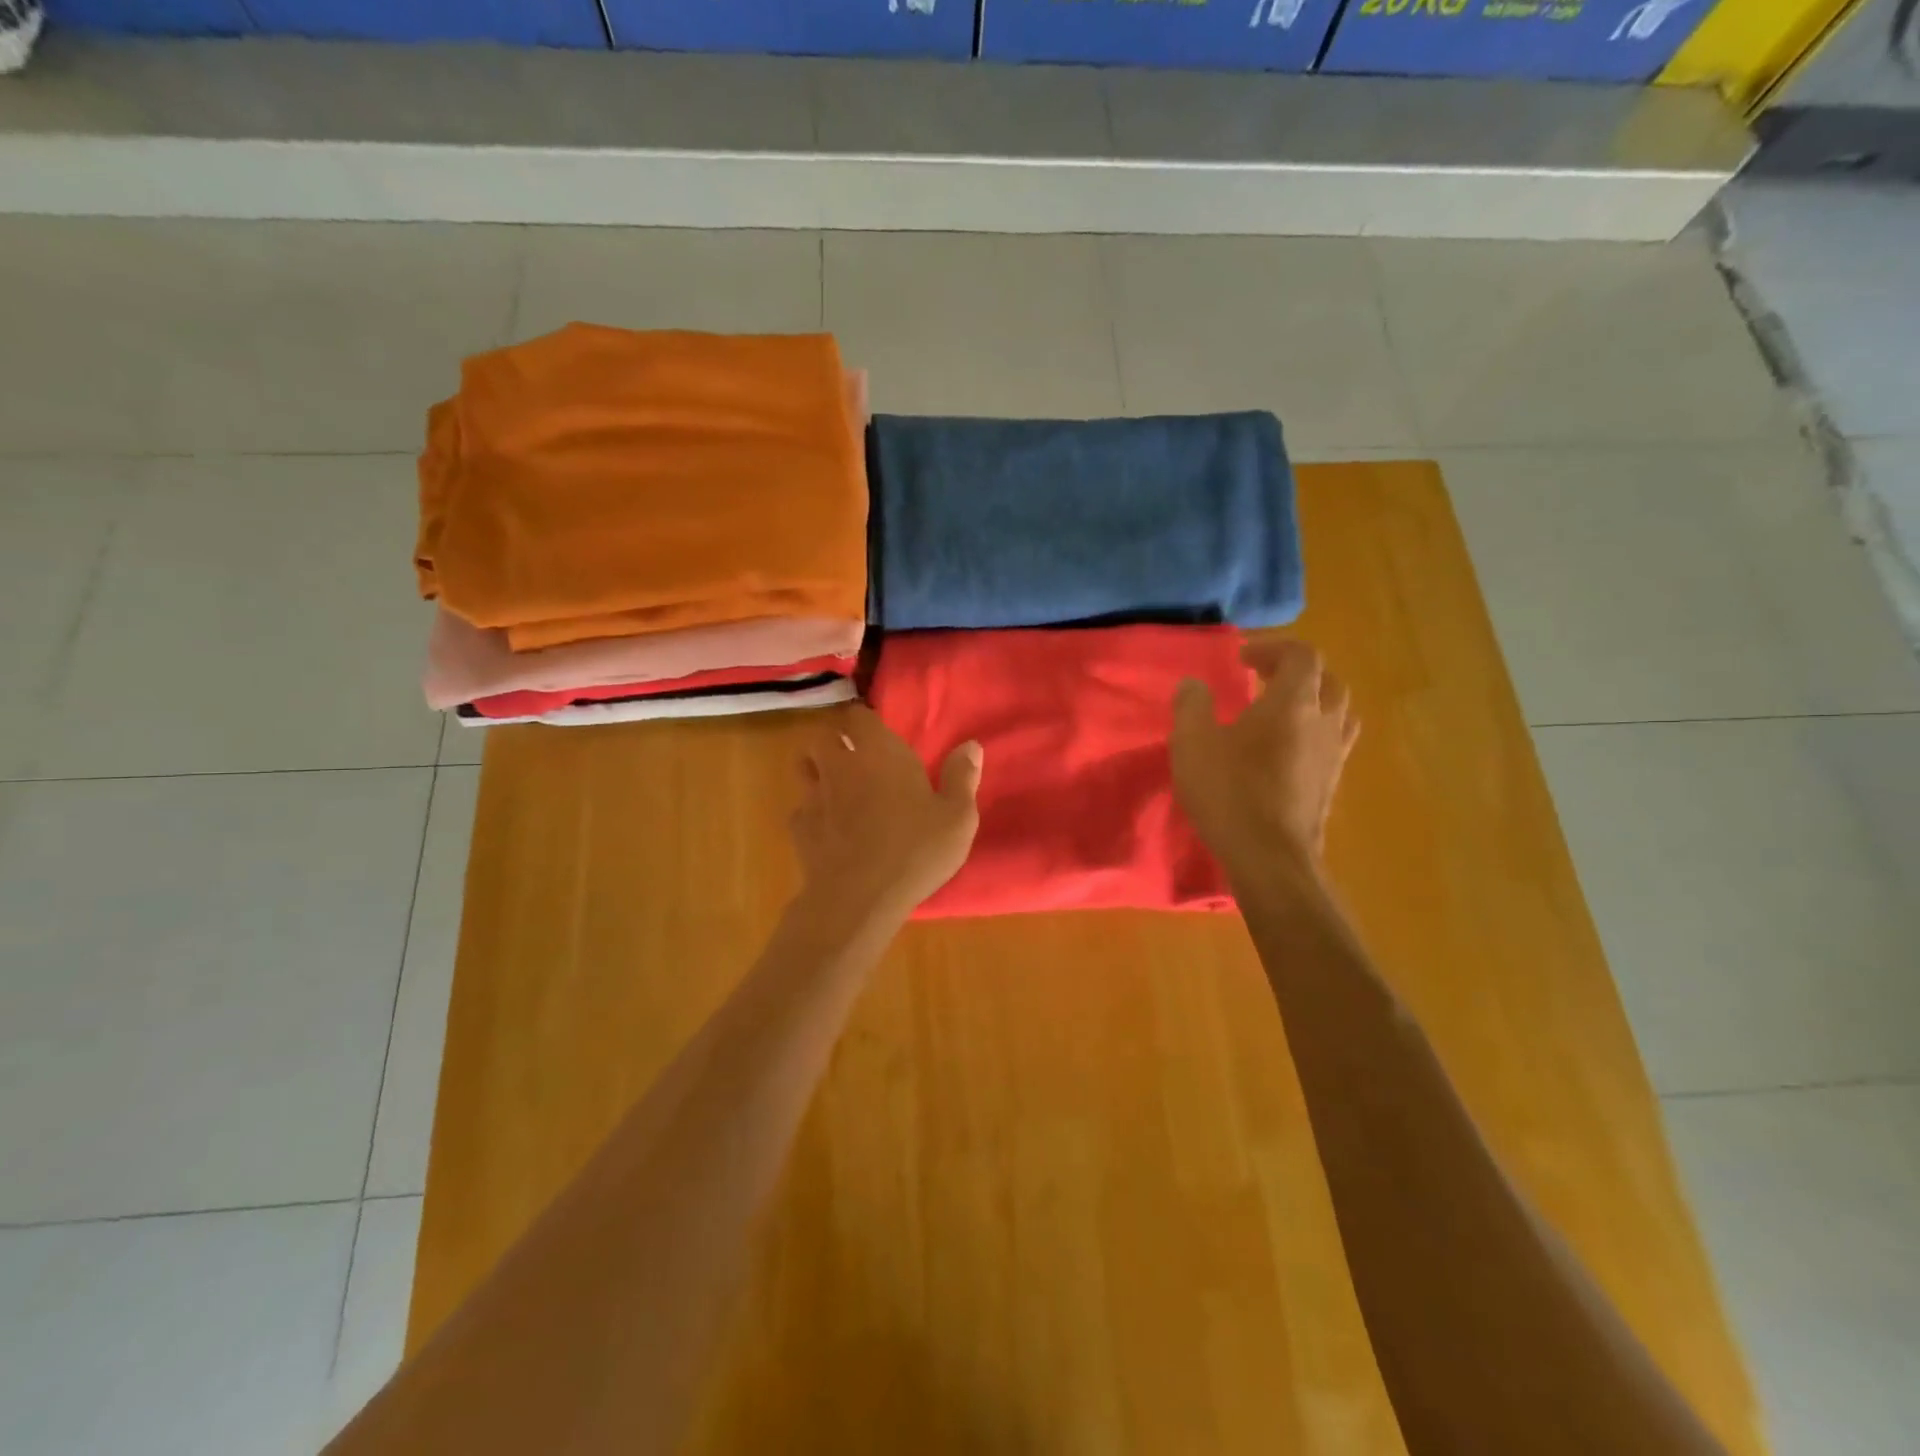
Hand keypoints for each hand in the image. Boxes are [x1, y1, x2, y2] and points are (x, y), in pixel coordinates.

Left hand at [790, 705, 983, 921]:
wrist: (859, 897)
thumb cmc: (915, 850)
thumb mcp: (957, 817)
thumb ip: (961, 777)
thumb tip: (970, 745)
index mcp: (879, 752)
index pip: (858, 716)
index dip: (864, 722)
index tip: (877, 735)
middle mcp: (841, 764)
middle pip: (824, 737)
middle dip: (837, 743)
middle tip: (857, 760)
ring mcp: (814, 795)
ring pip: (805, 768)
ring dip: (818, 771)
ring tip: (838, 788)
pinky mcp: (799, 827)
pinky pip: (801, 808)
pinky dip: (812, 813)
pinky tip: (828, 829)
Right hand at [1170, 638, 1358, 871]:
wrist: (1270, 857)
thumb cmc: (1230, 793)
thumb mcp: (1192, 743)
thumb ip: (1192, 705)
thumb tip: (1194, 684)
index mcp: (1293, 702)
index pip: (1302, 655)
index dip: (1273, 647)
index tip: (1242, 659)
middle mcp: (1323, 721)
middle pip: (1326, 679)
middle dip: (1294, 671)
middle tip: (1260, 678)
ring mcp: (1333, 754)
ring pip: (1336, 711)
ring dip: (1311, 700)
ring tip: (1279, 711)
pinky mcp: (1331, 783)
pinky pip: (1332, 741)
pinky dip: (1313, 731)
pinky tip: (1286, 749)